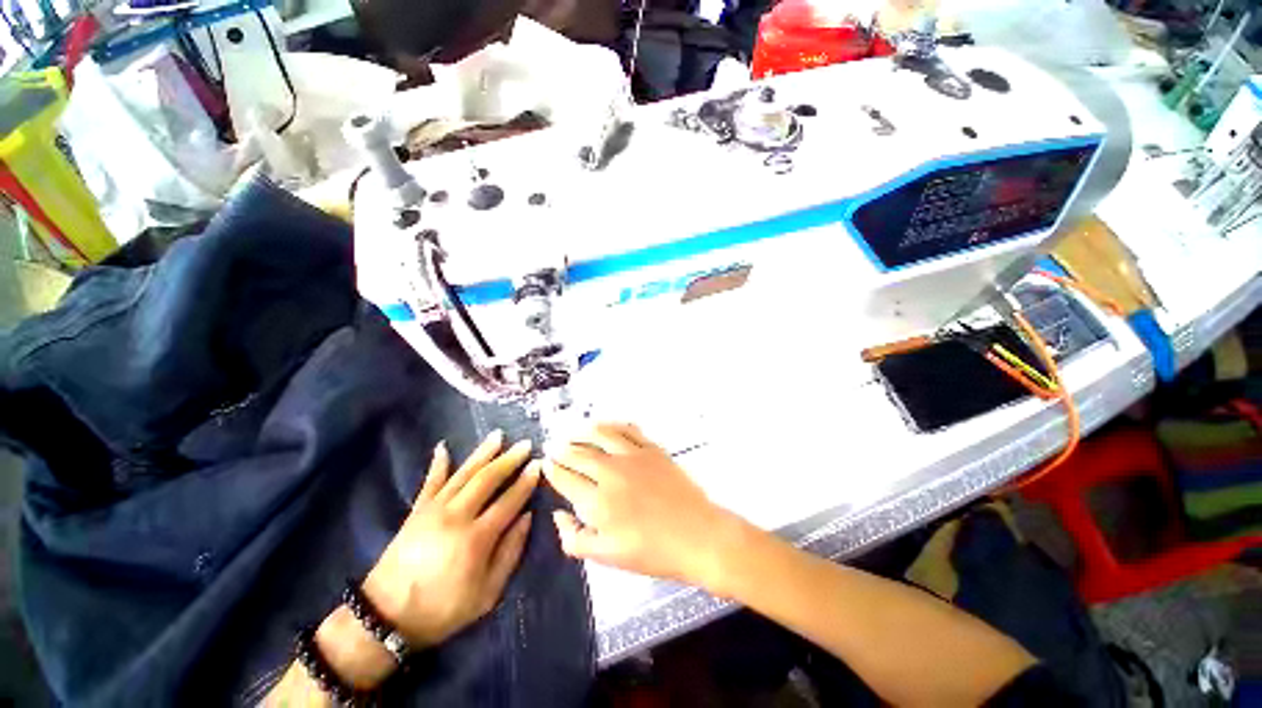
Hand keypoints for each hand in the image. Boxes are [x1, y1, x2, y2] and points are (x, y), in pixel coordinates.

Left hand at [363, 430, 539, 648]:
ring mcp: (433, 510)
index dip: (526, 481)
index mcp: (476, 538)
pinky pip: (430, 482)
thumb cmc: (442, 610)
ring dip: (483, 453)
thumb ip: (510, 553)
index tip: (539, 465)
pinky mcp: (416, 512)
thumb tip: (526, 517)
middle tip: (525, 444)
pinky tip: (444, 447)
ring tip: (498, 435)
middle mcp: (456, 516)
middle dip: (509, 459)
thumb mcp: (487, 595)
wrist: (385, 618)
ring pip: (463, 473)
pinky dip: (438, 464)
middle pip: (488, 479)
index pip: (509, 500)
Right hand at [543, 423, 742, 589]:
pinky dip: (613, 425)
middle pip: (578, 454)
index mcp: (597, 501)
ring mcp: (632, 456)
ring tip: (573, 432)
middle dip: (562, 449)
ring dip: (582, 432)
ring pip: (600, 435)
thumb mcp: (607, 557)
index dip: (552, 470)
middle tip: (554, 446)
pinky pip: (627, 429)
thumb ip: (575, 538)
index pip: (565, 479)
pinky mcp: (651, 448)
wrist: (696, 535)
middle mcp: (610, 472)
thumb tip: (559, 516)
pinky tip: (606, 426)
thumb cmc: (652, 551)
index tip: (545, 464)